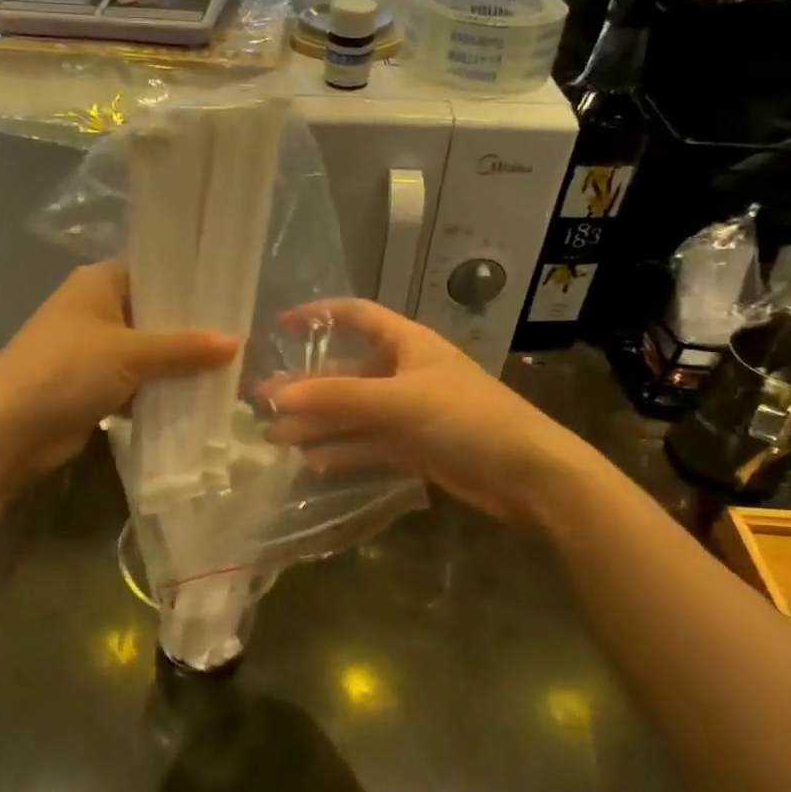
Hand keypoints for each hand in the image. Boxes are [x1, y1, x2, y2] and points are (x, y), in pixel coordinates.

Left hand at [0, 261, 237, 486]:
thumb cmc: (67, 371)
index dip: (192, 285)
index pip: (156, 272)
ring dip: (180, 365)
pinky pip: (139, 382)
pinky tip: (200, 398)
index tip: (233, 298)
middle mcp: (97, 310)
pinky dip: (162, 391)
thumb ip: (184, 348)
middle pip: (156, 315)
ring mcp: (95, 350)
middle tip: (242, 339)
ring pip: (149, 352)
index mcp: (99, 283)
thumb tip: (238, 342)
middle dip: (192, 331)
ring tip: (231, 370)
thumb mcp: (130, 353)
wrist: (9, 431)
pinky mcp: (95, 386)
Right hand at [264, 299, 589, 525]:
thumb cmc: (467, 418)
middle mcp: (405, 373)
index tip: (279, 327)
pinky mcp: (414, 448)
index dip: (318, 317)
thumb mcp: (399, 400)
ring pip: (353, 413)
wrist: (528, 475)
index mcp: (408, 344)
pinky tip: (313, 462)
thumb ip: (337, 399)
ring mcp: (409, 413)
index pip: (357, 316)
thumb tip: (276, 397)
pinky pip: (368, 444)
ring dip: (318, 424)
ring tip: (277, 437)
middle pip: (346, 373)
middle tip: (262, 403)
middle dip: (307, 388)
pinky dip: (343, 451)